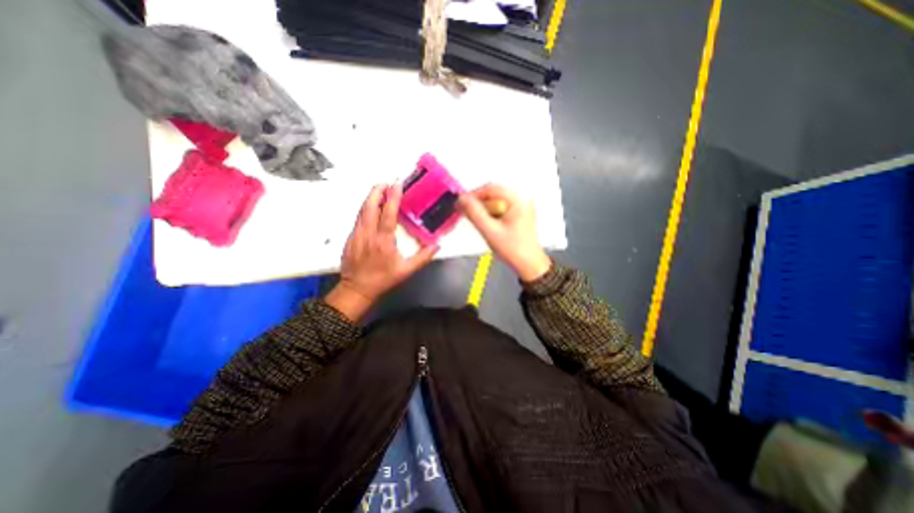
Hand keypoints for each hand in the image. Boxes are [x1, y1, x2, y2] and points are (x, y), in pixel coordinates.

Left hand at [327, 183, 439, 319]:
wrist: (357, 289)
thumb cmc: (383, 279)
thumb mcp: (406, 271)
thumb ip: (423, 257)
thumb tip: (436, 245)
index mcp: (384, 241)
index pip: (387, 214)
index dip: (392, 197)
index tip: (396, 185)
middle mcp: (368, 234)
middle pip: (370, 206)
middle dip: (377, 191)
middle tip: (385, 182)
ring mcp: (357, 235)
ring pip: (362, 211)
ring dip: (370, 198)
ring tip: (378, 189)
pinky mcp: (350, 238)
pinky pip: (358, 218)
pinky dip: (365, 208)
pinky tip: (370, 207)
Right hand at [456, 183, 548, 281]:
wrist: (529, 265)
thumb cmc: (512, 249)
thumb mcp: (490, 231)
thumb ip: (475, 214)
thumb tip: (461, 199)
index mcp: (517, 200)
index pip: (491, 188)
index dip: (473, 194)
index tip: (460, 204)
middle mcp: (521, 200)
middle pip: (494, 193)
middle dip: (478, 202)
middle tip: (464, 212)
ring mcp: (521, 207)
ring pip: (496, 201)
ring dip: (483, 208)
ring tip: (473, 219)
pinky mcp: (519, 215)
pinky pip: (501, 208)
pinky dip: (490, 213)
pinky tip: (485, 223)